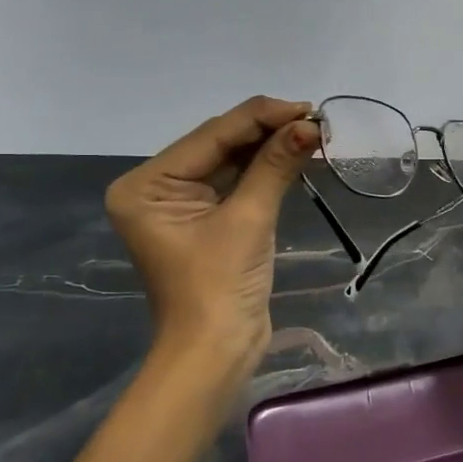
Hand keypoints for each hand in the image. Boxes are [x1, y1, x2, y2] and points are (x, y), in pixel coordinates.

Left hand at [106, 96, 318, 373]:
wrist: (215, 354)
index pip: (211, 136)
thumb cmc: (220, 288)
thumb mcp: (248, 220)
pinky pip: (236, 182)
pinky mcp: (204, 219)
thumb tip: (310, 125)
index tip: (307, 107)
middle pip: (219, 144)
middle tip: (315, 119)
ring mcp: (179, 204)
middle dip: (268, 130)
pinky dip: (266, 169)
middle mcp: (156, 187)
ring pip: (230, 160)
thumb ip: (275, 165)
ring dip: (271, 147)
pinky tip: (296, 152)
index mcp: (146, 184)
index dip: (261, 118)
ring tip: (312, 131)